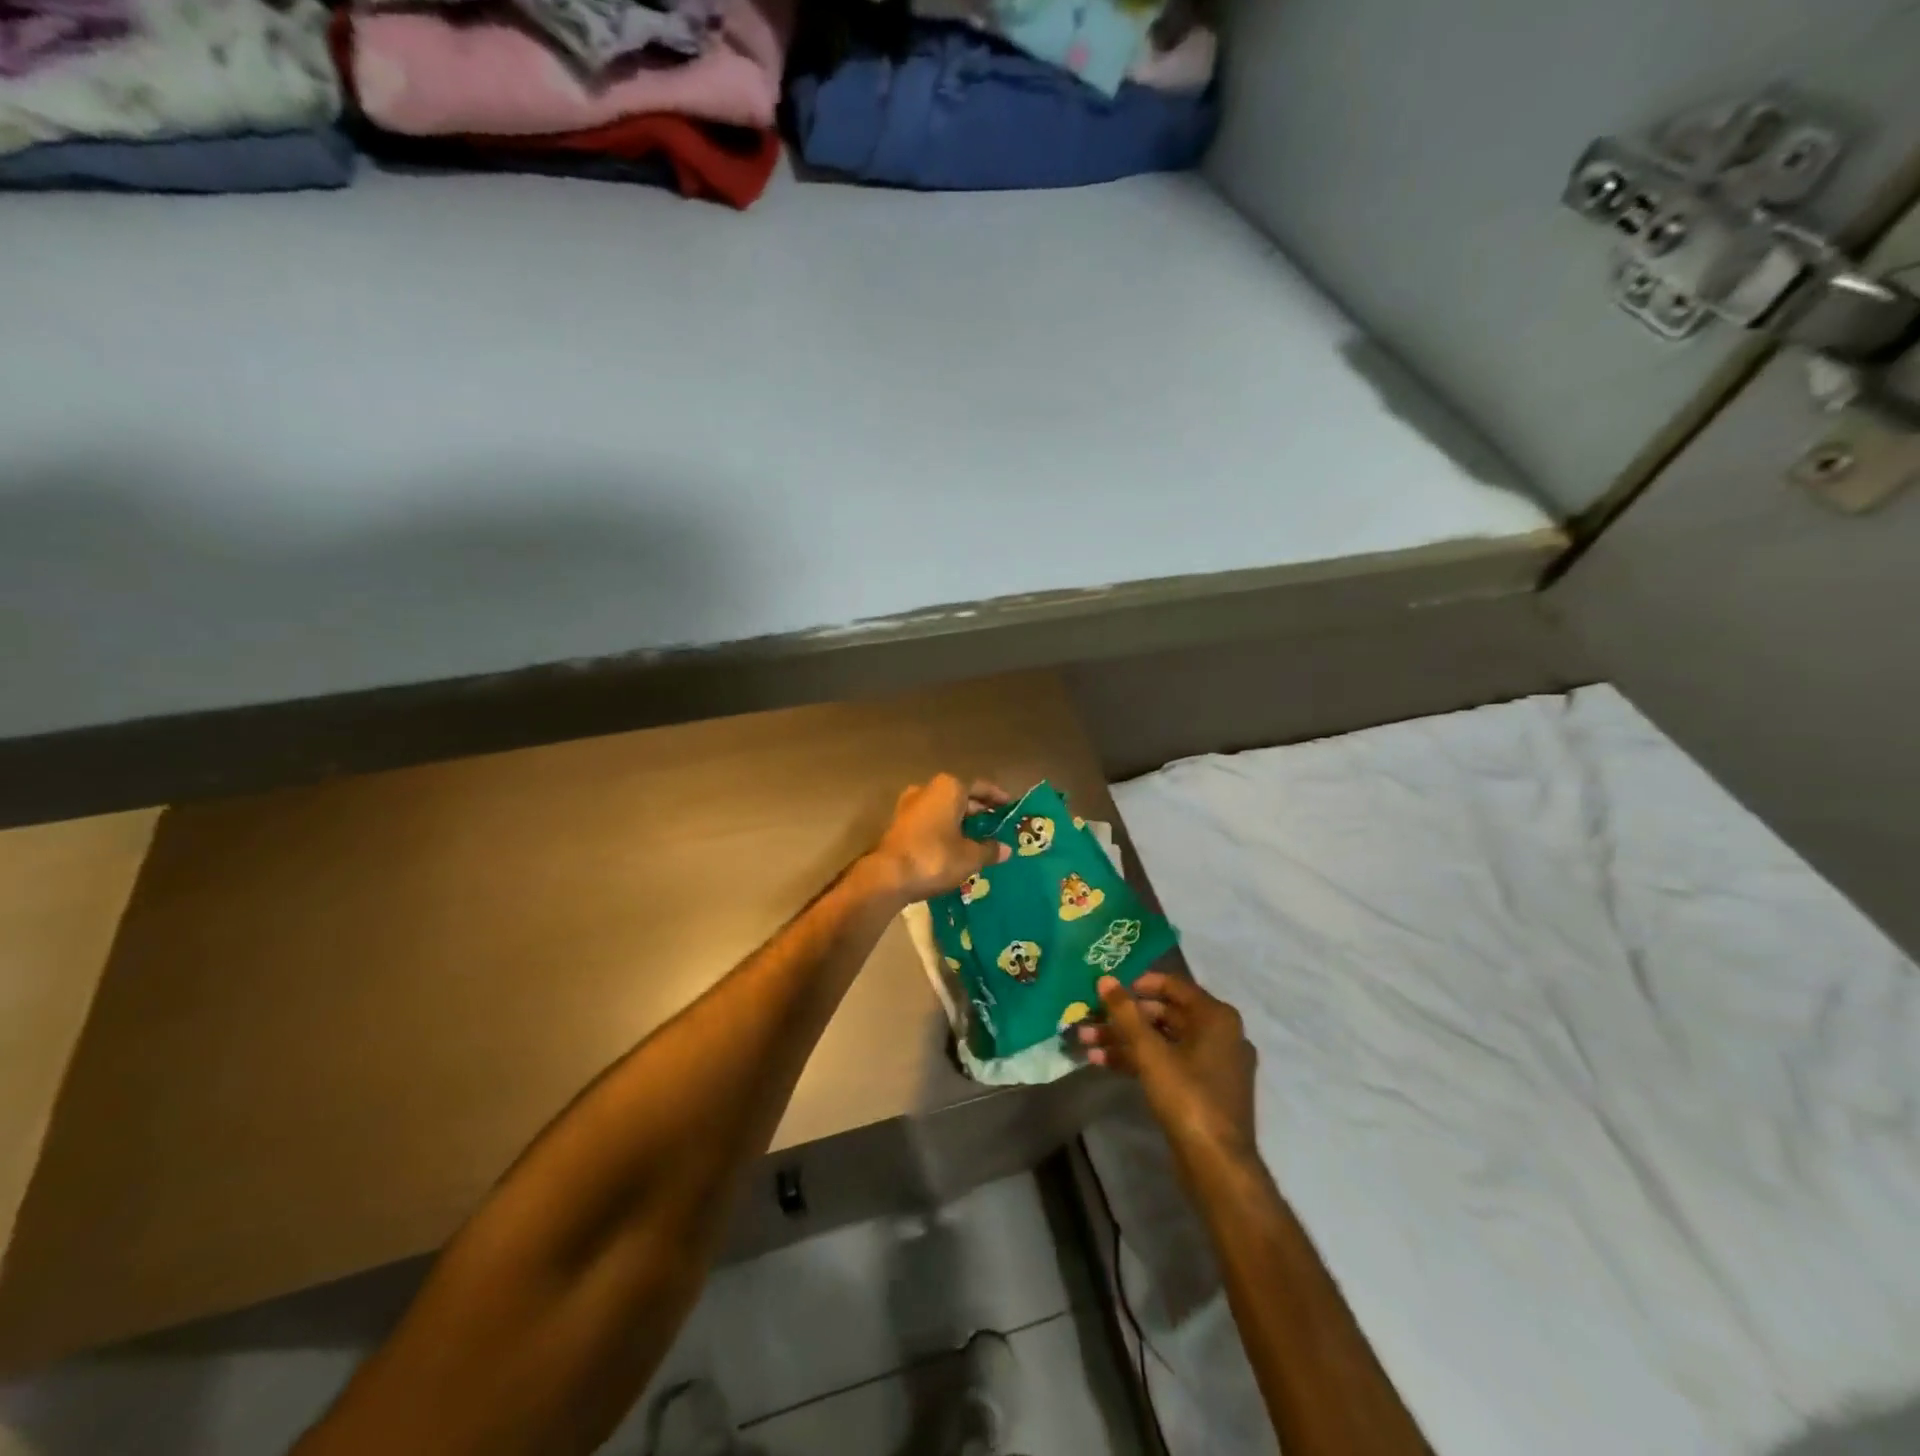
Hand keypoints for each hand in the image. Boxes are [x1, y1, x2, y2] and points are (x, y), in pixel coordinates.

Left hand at [865, 775, 1012, 904]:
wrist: (888, 876)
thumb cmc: (935, 857)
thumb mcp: (970, 857)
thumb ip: (990, 850)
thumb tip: (1006, 849)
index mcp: (949, 788)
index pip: (980, 786)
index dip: (997, 797)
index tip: (1010, 806)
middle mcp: (928, 789)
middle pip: (960, 796)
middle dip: (978, 810)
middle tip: (996, 825)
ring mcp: (909, 805)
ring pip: (943, 809)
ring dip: (960, 821)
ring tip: (978, 837)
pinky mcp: (899, 824)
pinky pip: (930, 821)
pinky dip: (944, 829)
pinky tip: (954, 846)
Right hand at [1080, 972, 1258, 1163]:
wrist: (1217, 1165)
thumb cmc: (1187, 1096)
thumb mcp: (1150, 1052)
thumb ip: (1126, 1013)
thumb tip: (1105, 979)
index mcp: (1216, 1017)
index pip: (1174, 985)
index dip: (1140, 983)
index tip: (1110, 988)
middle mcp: (1220, 1034)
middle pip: (1165, 1014)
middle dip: (1125, 1018)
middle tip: (1091, 1019)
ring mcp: (1213, 1064)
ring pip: (1163, 1041)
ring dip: (1125, 1040)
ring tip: (1087, 1043)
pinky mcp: (1203, 1090)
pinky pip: (1169, 1063)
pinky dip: (1140, 1060)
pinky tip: (1104, 1062)